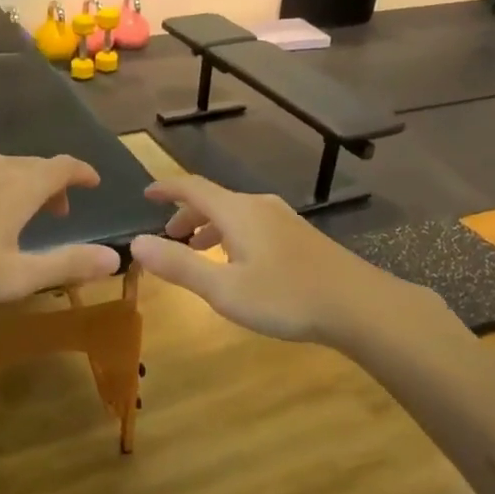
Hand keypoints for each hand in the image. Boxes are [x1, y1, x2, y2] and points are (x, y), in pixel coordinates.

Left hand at [0, 153, 121, 307]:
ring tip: (18, 216)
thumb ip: (67, 265)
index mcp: (19, 187)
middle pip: (32, 166)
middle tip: (59, 210)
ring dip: (19, 187)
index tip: (93, 182)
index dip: (81, 172)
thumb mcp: (18, 276)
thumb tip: (114, 258)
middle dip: (52, 184)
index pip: (62, 167)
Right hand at [128, 175, 439, 346]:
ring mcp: (284, 220)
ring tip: (198, 252)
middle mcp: (259, 207)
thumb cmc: (286, 297)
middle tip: (168, 238)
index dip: (166, 189)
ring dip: (210, 228)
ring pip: (235, 214)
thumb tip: (135, 243)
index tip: (145, 195)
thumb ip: (179, 266)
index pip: (192, 187)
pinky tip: (238, 265)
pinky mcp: (301, 237)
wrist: (359, 305)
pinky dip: (232, 236)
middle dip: (186, 215)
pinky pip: (253, 226)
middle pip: (214, 200)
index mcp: (237, 212)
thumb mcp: (223, 289)